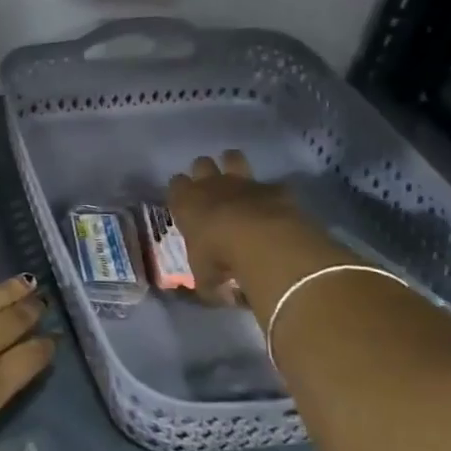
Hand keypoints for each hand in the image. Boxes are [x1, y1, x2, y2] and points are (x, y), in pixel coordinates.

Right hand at [168, 150, 345, 307]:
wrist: (263, 243)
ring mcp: (244, 183)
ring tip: (238, 183)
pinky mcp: (274, 188)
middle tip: (211, 191)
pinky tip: (275, 207)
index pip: (175, 184)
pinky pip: (271, 185)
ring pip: (233, 157)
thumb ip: (207, 283)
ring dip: (234, 166)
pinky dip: (272, 194)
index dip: (180, 191)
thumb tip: (214, 294)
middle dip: (205, 172)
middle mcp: (211, 185)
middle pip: (201, 163)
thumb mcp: (204, 279)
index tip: (185, 204)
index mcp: (186, 202)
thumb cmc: (220, 258)